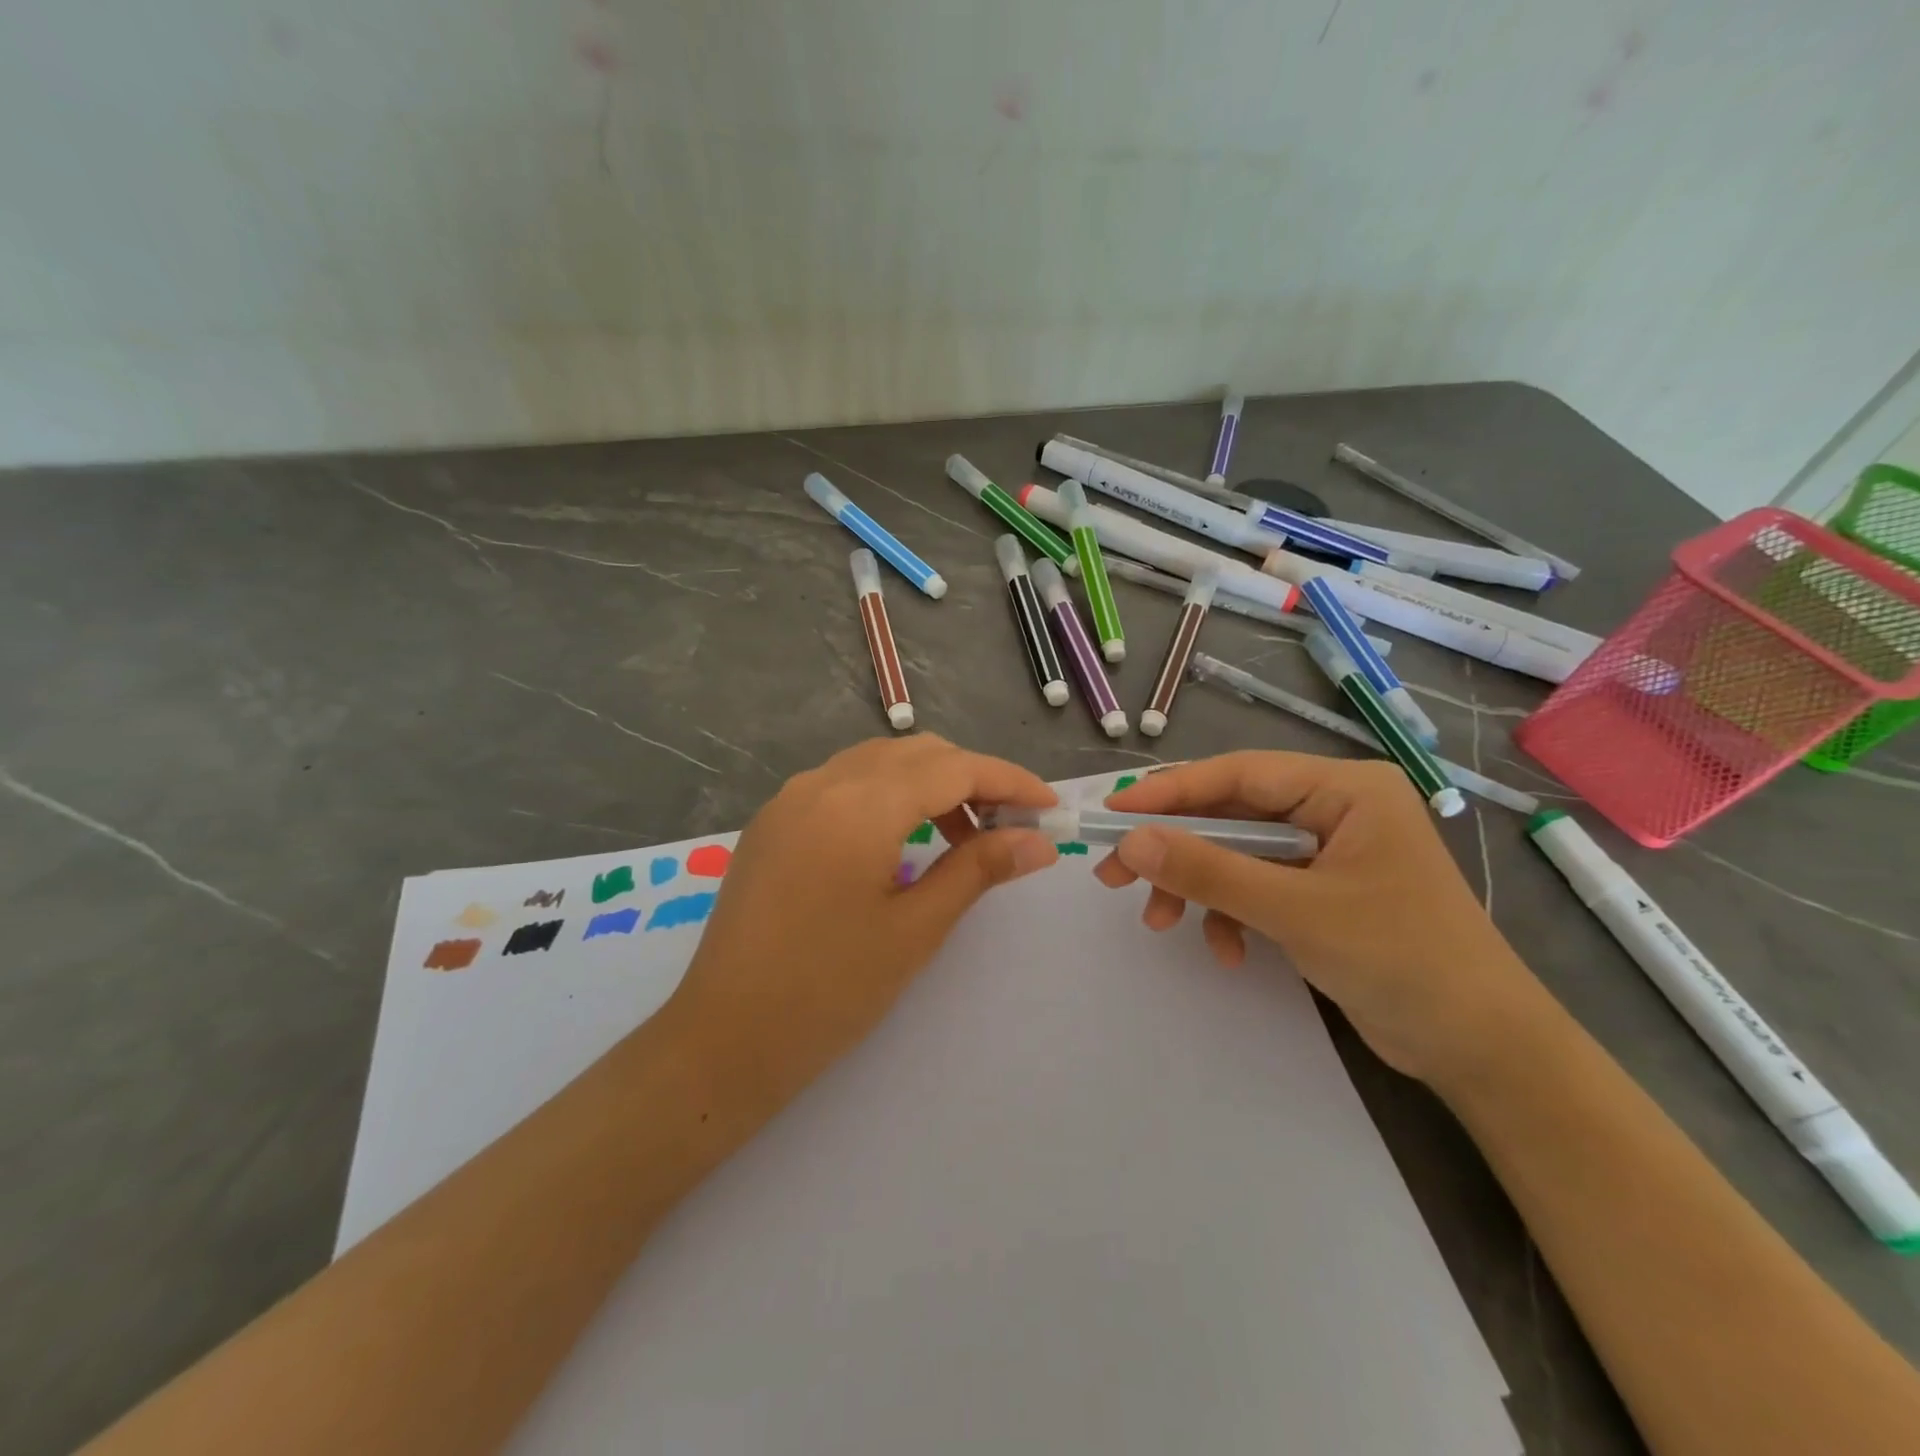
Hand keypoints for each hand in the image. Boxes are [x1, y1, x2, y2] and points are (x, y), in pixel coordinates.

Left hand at [665, 735, 1058, 1116]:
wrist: (724, 1039)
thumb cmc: (829, 991)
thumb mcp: (916, 929)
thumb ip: (980, 869)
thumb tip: (1040, 841)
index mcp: (859, 805)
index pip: (953, 767)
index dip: (1008, 781)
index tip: (1049, 807)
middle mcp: (822, 783)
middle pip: (917, 754)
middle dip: (972, 779)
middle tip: (1011, 827)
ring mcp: (790, 799)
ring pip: (879, 764)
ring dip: (930, 785)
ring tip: (964, 838)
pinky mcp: (774, 822)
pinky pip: (844, 784)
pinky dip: (888, 796)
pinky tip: (904, 841)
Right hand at [1094, 752, 1540, 1081]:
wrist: (1482, 1049)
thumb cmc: (1401, 960)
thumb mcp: (1294, 911)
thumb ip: (1209, 870)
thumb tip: (1130, 841)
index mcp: (1344, 788)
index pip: (1238, 774)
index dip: (1169, 792)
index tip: (1111, 813)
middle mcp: (1334, 807)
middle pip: (1231, 813)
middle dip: (1176, 849)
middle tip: (1115, 874)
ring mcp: (1327, 850)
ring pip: (1236, 852)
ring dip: (1198, 887)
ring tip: (1162, 923)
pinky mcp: (1321, 890)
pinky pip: (1256, 885)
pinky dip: (1231, 914)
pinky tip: (1229, 952)